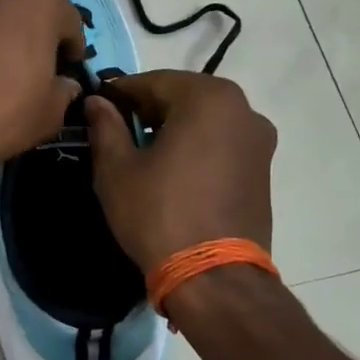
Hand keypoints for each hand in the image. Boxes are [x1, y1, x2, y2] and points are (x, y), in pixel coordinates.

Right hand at [85, 71, 276, 270]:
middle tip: (117, 132)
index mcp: (208, 98)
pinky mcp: (264, 168)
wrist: (214, 278)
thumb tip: (96, 101)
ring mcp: (259, 140)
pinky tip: (174, 172)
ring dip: (174, 128)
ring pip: (205, 120)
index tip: (96, 105)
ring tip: (144, 155)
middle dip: (148, 110)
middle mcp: (243, 108)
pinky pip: (222, 143)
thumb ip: (106, 126)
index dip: (119, 93)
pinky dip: (197, 146)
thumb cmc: (159, 214)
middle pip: (183, 97)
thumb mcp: (117, 169)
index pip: (152, 81)